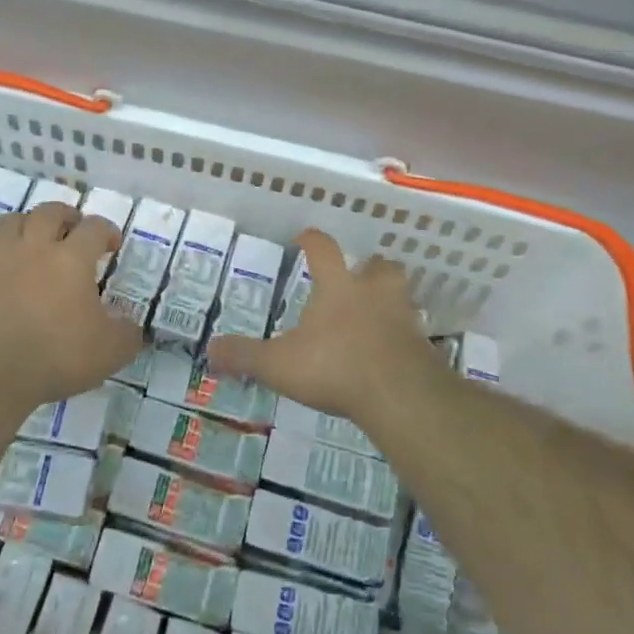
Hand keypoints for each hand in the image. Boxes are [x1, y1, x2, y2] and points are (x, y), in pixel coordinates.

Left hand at [0, 201, 141, 408]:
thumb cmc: (58, 355)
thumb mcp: (111, 351)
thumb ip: (127, 334)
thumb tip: (131, 326)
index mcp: (72, 259)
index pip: (94, 228)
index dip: (106, 231)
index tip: (112, 245)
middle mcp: (35, 249)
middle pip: (49, 212)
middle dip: (65, 215)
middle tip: (73, 230)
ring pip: (10, 223)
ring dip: (25, 225)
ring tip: (34, 240)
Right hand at [207, 228, 437, 423]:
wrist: (400, 395)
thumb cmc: (335, 366)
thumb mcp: (279, 364)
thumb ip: (245, 355)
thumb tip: (210, 349)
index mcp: (338, 286)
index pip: (323, 249)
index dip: (312, 240)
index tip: (303, 238)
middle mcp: (373, 293)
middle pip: (378, 266)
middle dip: (368, 267)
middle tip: (358, 276)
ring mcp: (403, 318)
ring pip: (401, 295)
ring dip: (390, 299)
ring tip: (377, 313)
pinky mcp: (423, 348)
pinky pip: (413, 334)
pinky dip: (402, 338)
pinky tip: (391, 353)